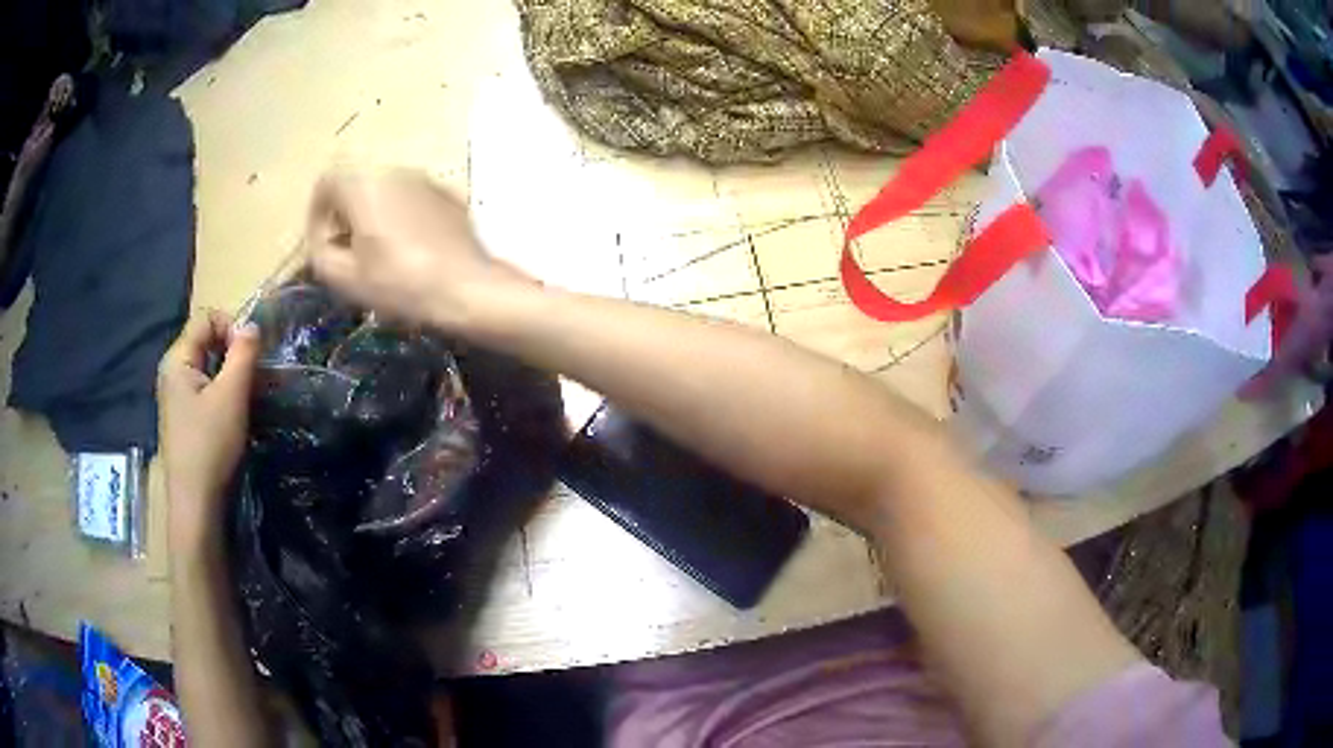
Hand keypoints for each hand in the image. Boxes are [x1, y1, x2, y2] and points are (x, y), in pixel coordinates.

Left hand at [158, 311, 258, 549]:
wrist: (196, 503)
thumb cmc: (210, 446)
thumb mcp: (231, 396)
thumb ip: (243, 354)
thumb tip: (252, 325)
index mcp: (177, 359)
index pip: (206, 317)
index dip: (231, 326)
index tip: (249, 356)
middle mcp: (172, 371)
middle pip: (205, 340)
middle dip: (232, 352)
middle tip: (252, 379)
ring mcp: (175, 396)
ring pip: (207, 366)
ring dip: (229, 374)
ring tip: (246, 398)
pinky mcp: (183, 417)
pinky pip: (204, 388)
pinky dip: (221, 392)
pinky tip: (233, 416)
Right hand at [305, 168, 520, 330]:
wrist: (467, 287)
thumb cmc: (399, 283)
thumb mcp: (345, 277)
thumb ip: (320, 252)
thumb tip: (322, 241)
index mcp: (364, 183)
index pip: (326, 183)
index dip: (317, 215)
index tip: (323, 246)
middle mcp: (394, 170)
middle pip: (355, 184)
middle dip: (344, 216)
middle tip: (347, 253)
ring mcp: (425, 180)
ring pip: (385, 190)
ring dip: (372, 216)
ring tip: (377, 256)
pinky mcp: (449, 195)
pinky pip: (412, 200)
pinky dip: (401, 218)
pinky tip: (409, 251)